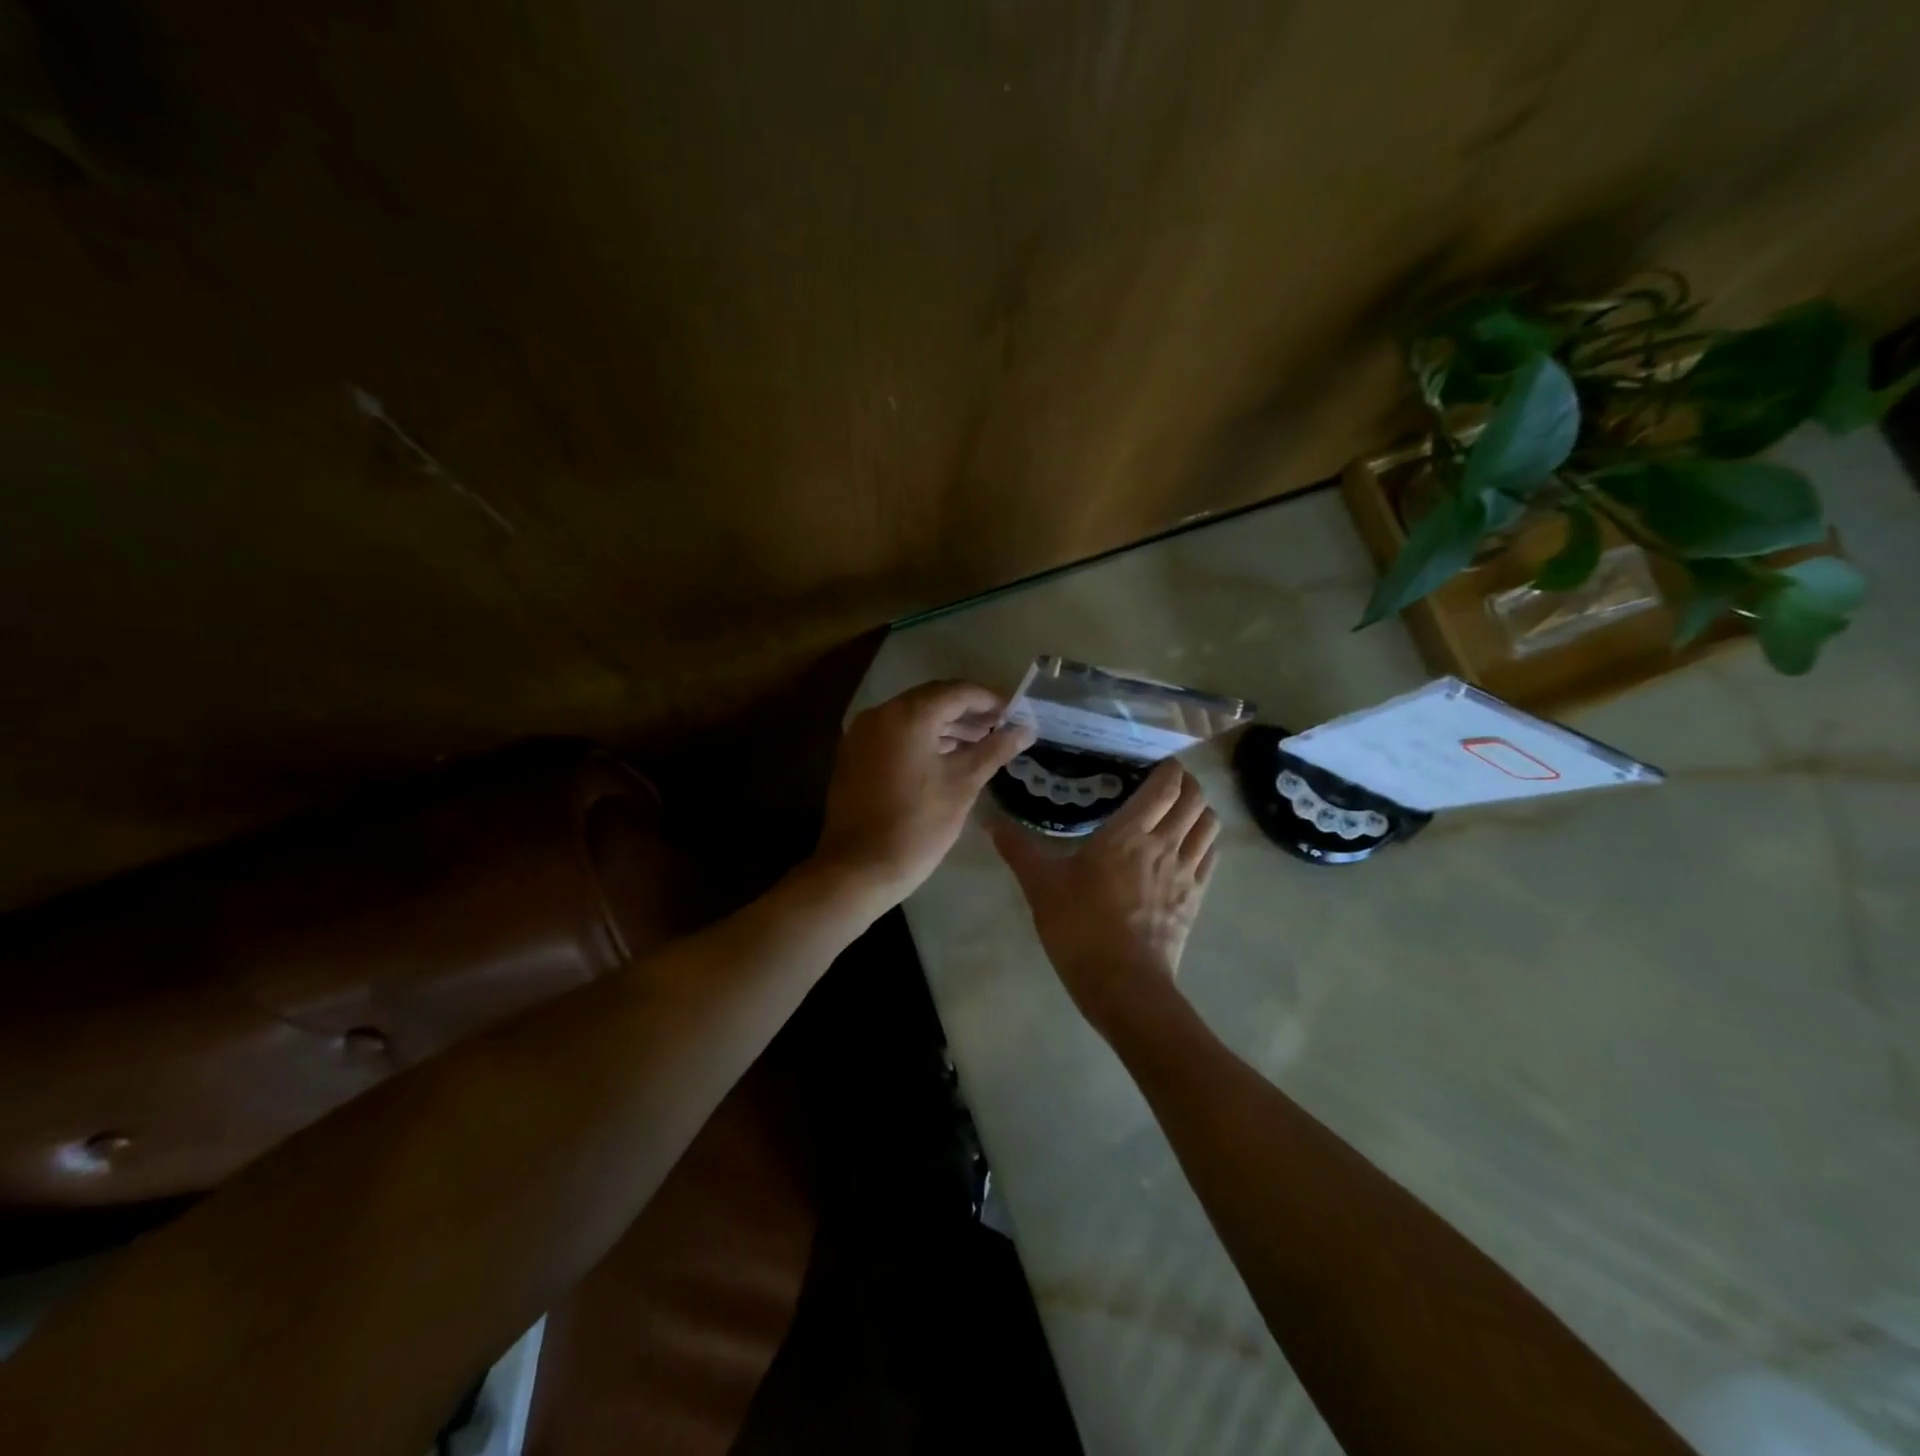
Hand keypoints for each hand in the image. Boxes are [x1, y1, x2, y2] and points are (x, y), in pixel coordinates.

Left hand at [814, 680, 1035, 906]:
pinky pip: (895, 734)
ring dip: (946, 726)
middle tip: (1001, 728)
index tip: (1016, 713)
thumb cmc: (918, 825)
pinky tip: (946, 757)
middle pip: (933, 700)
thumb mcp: (963, 784)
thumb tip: (1025, 729)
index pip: (958, 692)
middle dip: (969, 712)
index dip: (990, 700)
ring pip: (912, 717)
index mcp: (908, 715)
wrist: (859, 868)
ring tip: (980, 743)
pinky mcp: (855, 755)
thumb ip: (995, 749)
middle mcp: (880, 714)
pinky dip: (922, 739)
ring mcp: (862, 734)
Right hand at [989, 759, 1220, 1036]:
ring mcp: (1186, 872)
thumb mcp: (1041, 886)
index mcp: (1129, 834)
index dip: (1168, 768)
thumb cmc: (1080, 928)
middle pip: (1195, 798)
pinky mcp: (1195, 899)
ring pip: (1209, 824)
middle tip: (1165, 782)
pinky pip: (1210, 856)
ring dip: (1199, 810)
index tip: (1154, 763)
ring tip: (1178, 811)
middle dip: (1186, 783)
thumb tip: (990, 822)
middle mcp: (1165, 844)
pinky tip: (1186, 847)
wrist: (1123, 986)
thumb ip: (1018, 849)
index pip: (1165, 786)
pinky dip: (1204, 841)